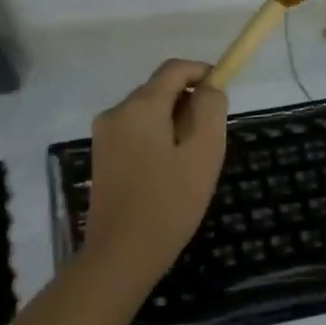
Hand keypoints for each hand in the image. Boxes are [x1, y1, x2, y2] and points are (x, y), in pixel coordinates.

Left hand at [85, 59, 228, 287]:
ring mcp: (104, 135)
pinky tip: (168, 173)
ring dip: (174, 123)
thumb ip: (210, 110)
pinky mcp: (102, 156)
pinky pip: (136, 132)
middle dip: (189, 103)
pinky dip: (158, 139)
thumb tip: (209, 88)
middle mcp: (116, 112)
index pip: (175, 69)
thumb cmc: (169, 203)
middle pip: (160, 89)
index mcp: (140, 106)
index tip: (223, 92)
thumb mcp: (204, 153)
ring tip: (191, 162)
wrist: (120, 256)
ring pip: (149, 112)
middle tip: (210, 140)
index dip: (203, 72)